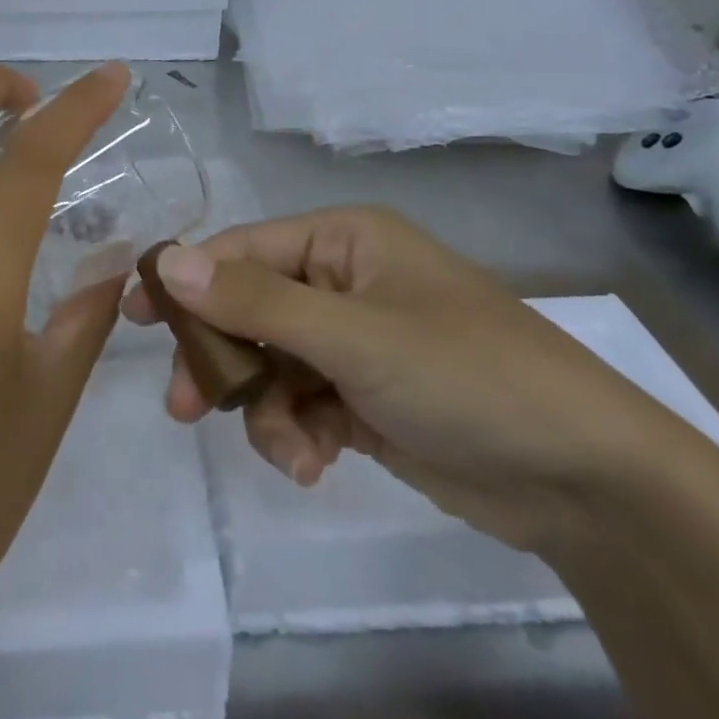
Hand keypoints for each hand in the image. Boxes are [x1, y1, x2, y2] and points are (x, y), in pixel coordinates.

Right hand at [123, 205, 699, 550]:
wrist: (584, 477)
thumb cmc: (465, 375)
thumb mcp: (353, 336)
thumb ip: (255, 300)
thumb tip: (167, 259)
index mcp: (343, 241)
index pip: (243, 248)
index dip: (188, 280)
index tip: (133, 318)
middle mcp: (343, 280)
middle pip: (250, 308)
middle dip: (225, 359)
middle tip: (186, 407)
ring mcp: (355, 340)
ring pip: (272, 364)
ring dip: (269, 410)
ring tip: (294, 454)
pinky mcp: (365, 395)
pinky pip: (304, 403)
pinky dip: (301, 434)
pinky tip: (318, 464)